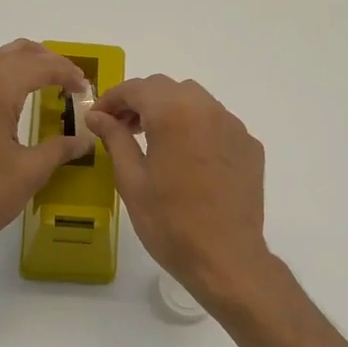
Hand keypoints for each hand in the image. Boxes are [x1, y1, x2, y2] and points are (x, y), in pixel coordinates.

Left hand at [0, 40, 94, 263]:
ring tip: (41, 82)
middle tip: (67, 77)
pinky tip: (5, 107)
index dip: (66, 72)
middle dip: (44, 59)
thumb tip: (84, 140)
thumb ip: (59, 150)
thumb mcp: (30, 173)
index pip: (38, 66)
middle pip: (12, 54)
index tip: (84, 88)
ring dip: (18, 65)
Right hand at [85, 75, 273, 308]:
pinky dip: (196, 128)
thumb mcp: (132, 181)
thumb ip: (115, 139)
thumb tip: (98, 116)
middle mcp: (208, 109)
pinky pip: (217, 123)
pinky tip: (186, 158)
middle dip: (141, 102)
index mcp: (174, 113)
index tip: (98, 118)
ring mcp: (234, 127)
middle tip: (122, 128)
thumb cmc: (170, 222)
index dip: (112, 99)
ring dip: (170, 111)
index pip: (137, 88)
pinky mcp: (249, 146)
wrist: (225, 258)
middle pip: (168, 88)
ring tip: (153, 141)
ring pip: (196, 101)